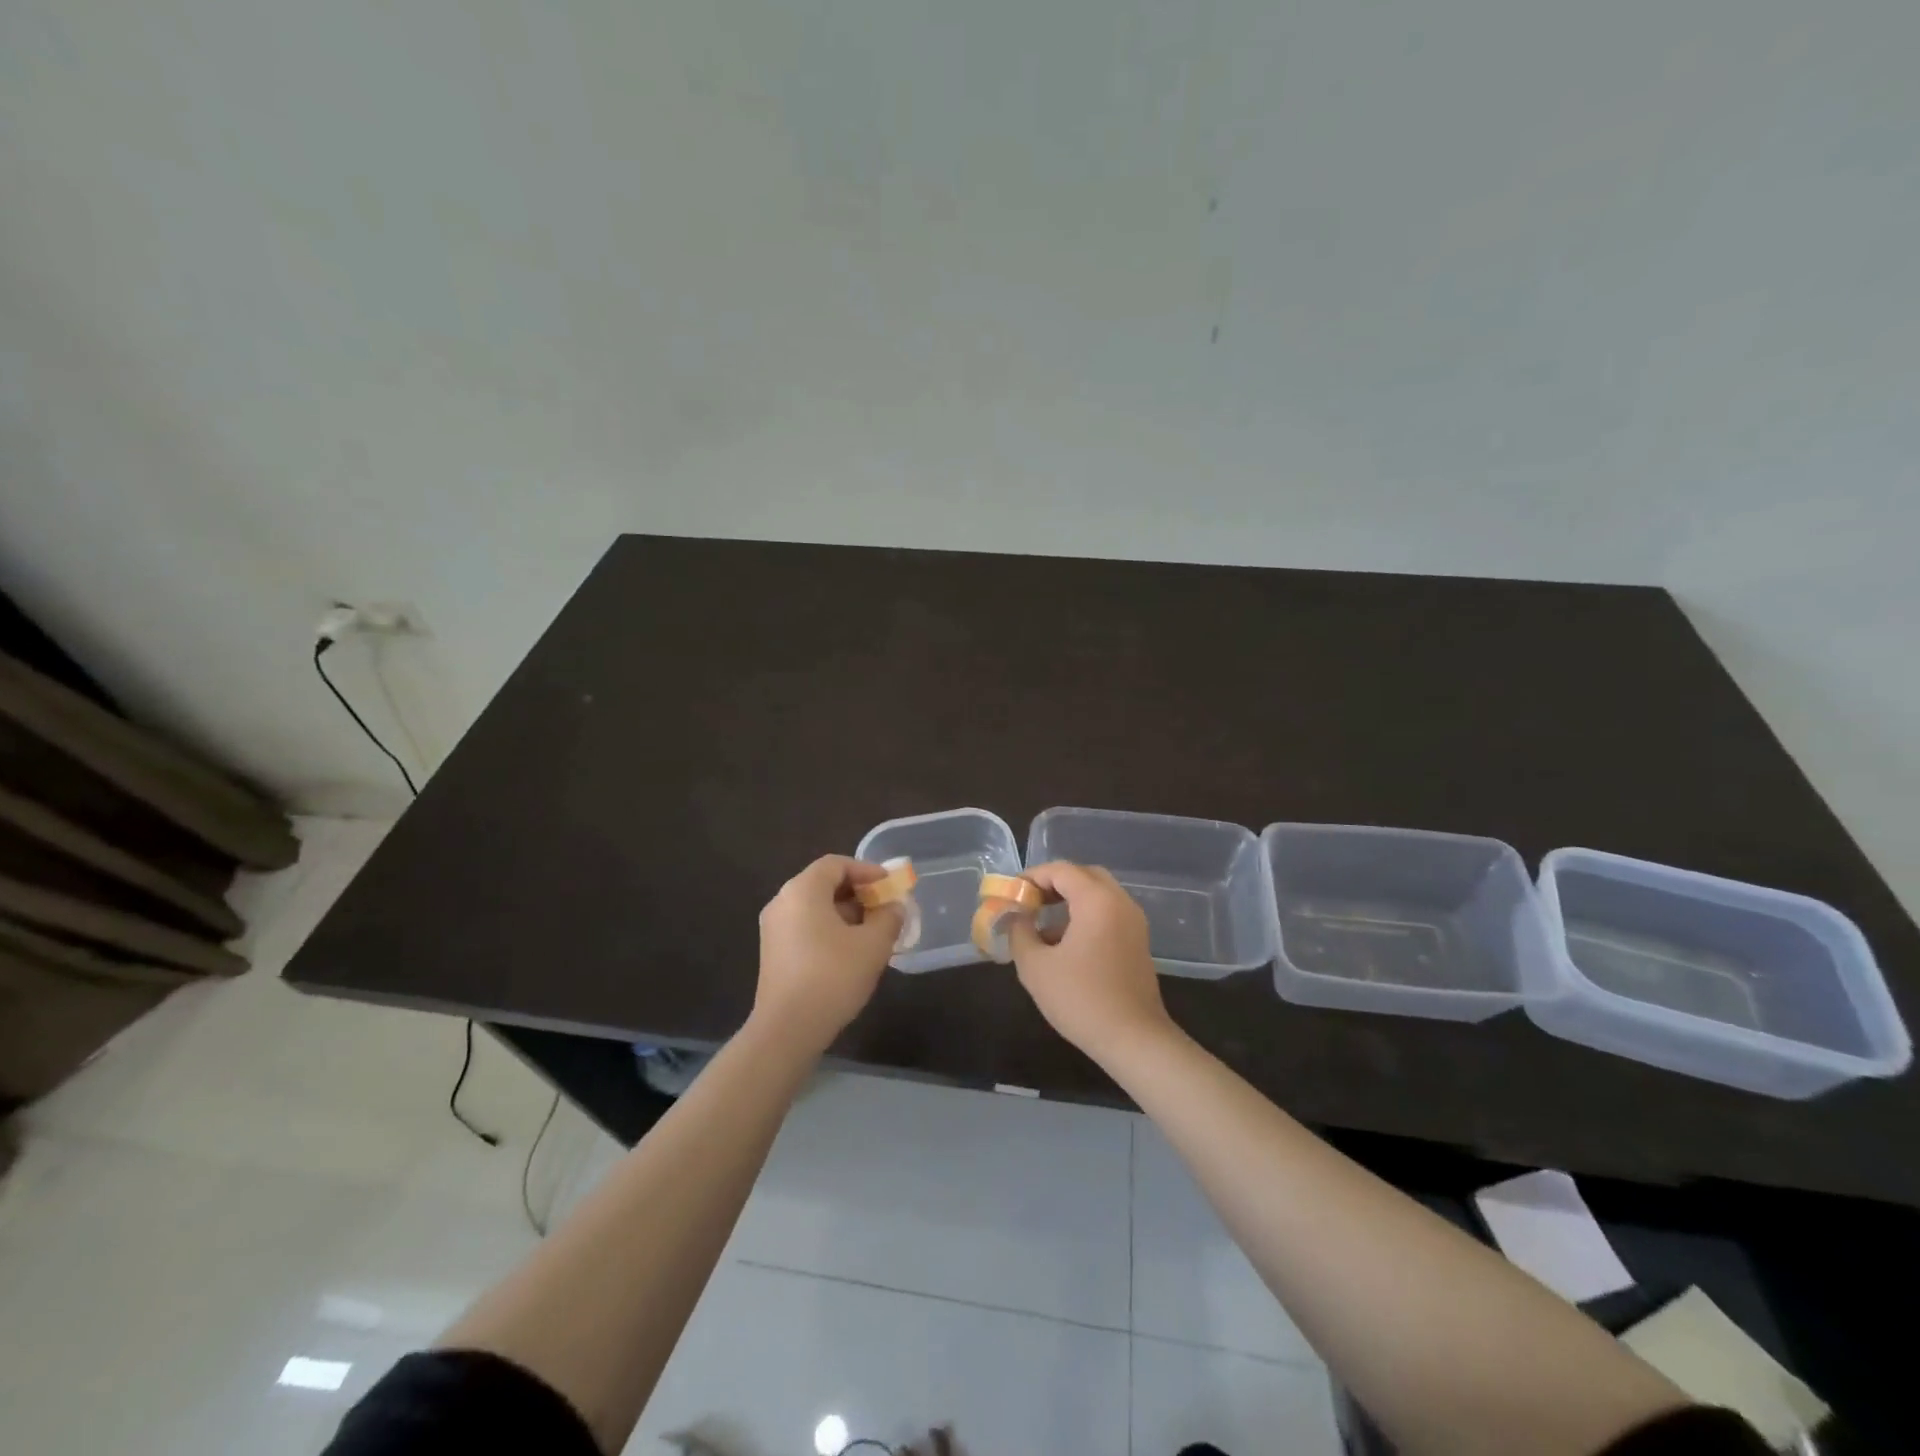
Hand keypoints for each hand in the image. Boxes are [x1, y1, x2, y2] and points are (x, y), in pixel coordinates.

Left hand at [752, 855, 900, 1055]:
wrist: (787, 1030)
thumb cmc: (832, 977)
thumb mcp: (873, 945)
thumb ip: (889, 918)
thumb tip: (893, 907)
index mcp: (802, 890)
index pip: (836, 864)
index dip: (867, 870)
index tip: (890, 887)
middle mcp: (782, 902)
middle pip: (824, 884)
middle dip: (859, 893)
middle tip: (886, 910)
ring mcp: (774, 929)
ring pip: (815, 908)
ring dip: (847, 914)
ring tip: (874, 933)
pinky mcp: (773, 953)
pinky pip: (806, 927)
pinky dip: (830, 930)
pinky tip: (852, 953)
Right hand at [1009, 861, 1174, 1063]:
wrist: (1134, 1040)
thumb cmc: (1081, 999)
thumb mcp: (1035, 967)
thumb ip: (1019, 932)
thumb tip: (1015, 916)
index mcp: (1097, 900)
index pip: (1061, 870)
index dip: (1032, 877)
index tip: (1011, 894)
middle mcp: (1120, 902)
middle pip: (1083, 875)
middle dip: (1053, 883)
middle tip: (1029, 901)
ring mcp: (1134, 922)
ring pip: (1098, 894)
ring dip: (1069, 900)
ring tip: (1041, 924)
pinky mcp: (1138, 941)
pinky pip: (1108, 913)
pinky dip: (1085, 915)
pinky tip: (1064, 944)